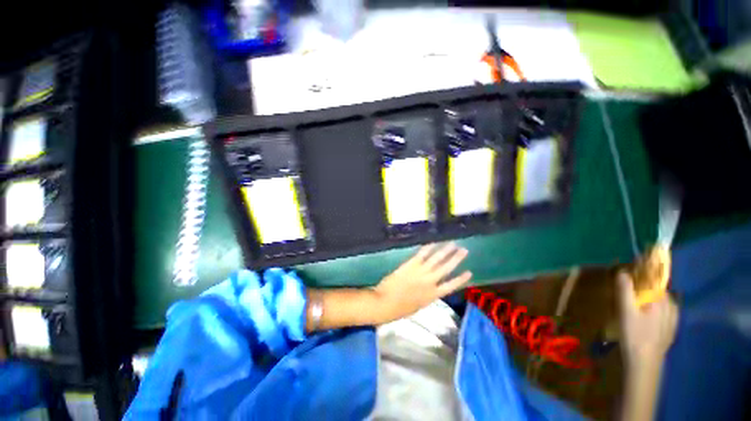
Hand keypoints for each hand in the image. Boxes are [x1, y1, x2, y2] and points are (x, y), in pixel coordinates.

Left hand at [371, 243, 471, 323]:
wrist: (386, 302)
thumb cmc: (400, 309)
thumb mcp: (418, 306)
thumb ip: (426, 297)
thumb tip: (431, 290)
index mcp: (433, 295)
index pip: (451, 286)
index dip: (461, 279)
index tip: (469, 272)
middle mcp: (430, 282)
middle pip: (446, 268)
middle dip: (456, 258)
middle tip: (464, 250)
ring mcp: (421, 271)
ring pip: (437, 259)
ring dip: (446, 250)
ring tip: (453, 244)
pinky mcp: (411, 264)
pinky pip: (422, 254)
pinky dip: (428, 248)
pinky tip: (434, 242)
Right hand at [618, 272, 678, 365]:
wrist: (645, 363)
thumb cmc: (635, 334)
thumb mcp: (626, 312)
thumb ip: (625, 290)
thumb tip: (623, 272)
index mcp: (662, 300)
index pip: (654, 278)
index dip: (642, 272)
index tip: (630, 269)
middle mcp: (671, 305)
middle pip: (657, 289)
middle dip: (644, 285)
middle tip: (628, 288)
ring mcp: (673, 317)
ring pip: (661, 300)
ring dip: (649, 296)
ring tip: (636, 301)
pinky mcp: (671, 327)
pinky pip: (663, 310)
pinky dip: (654, 307)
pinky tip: (645, 315)